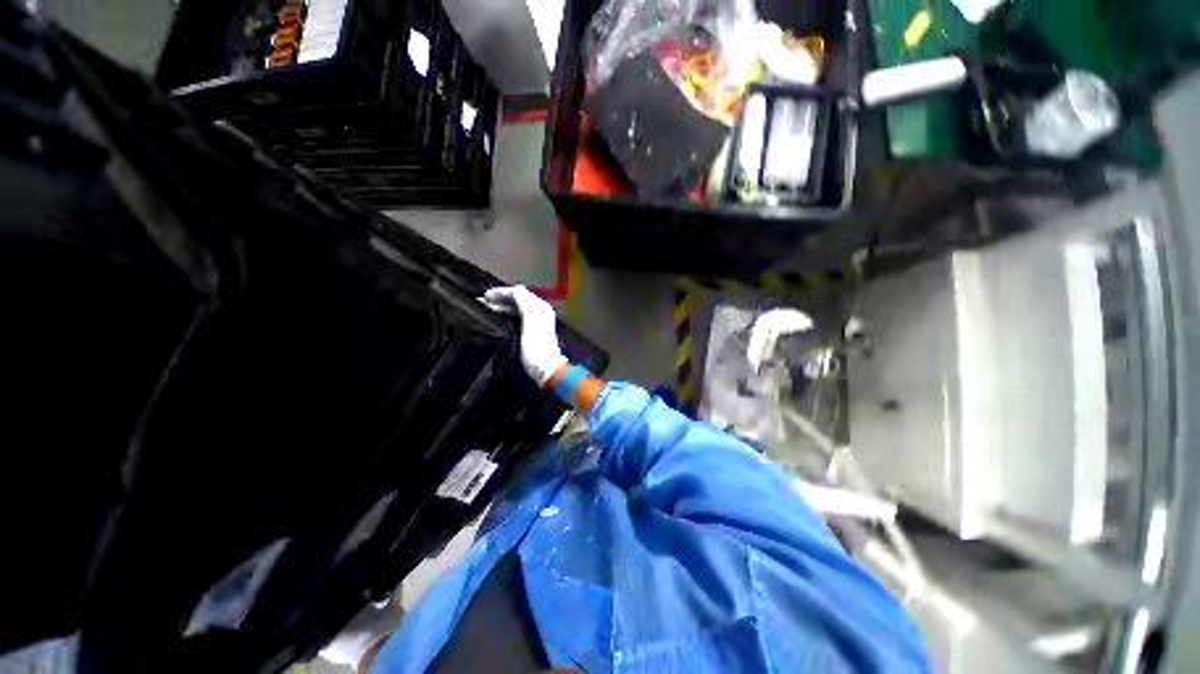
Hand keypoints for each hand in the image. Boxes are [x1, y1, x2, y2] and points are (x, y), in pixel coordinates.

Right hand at [482, 285, 567, 386]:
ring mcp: (537, 322)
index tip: (483, 297)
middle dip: (499, 300)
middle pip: (517, 300)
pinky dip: (506, 316)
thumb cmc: (536, 343)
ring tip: (485, 311)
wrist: (545, 367)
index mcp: (540, 306)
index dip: (501, 292)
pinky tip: (497, 321)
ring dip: (501, 308)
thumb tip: (512, 290)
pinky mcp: (533, 333)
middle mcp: (540, 311)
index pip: (518, 292)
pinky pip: (517, 318)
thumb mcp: (530, 316)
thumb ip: (523, 300)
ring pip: (516, 309)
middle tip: (480, 303)